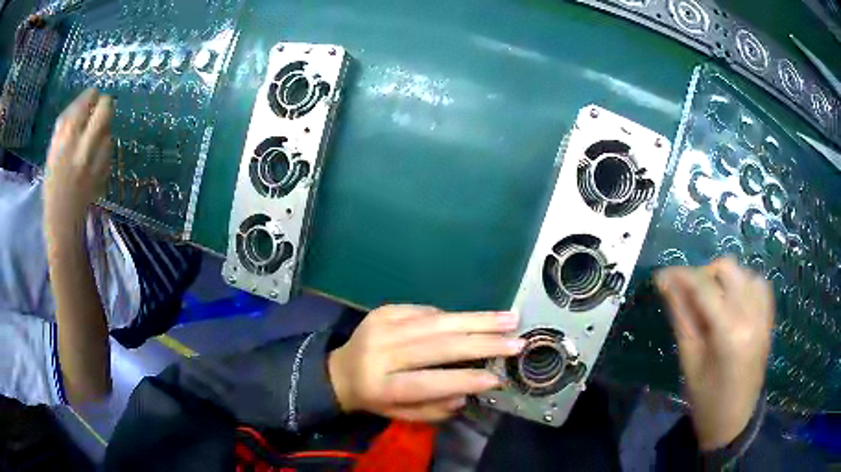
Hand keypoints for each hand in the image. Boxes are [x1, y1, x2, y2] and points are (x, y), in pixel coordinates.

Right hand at [44, 89, 113, 230]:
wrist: (63, 221)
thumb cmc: (52, 185)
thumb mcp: (52, 151)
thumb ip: (66, 125)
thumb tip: (82, 102)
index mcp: (68, 137)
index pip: (89, 99)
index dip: (91, 96)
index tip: (89, 100)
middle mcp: (84, 144)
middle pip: (107, 107)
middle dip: (103, 104)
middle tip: (97, 111)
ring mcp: (97, 159)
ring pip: (109, 129)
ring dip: (103, 129)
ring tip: (91, 141)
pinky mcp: (105, 171)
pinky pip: (110, 149)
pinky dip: (104, 147)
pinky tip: (94, 157)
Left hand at [328, 305, 524, 421]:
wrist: (340, 371)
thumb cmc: (375, 399)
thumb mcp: (401, 415)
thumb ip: (433, 409)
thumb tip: (467, 393)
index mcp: (381, 386)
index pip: (428, 382)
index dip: (464, 380)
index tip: (498, 378)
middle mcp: (380, 353)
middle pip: (437, 346)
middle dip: (482, 343)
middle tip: (516, 342)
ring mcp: (381, 326)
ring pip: (437, 321)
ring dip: (477, 320)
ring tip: (509, 319)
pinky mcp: (384, 310)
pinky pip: (425, 310)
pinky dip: (452, 316)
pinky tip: (475, 318)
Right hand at [656, 257, 773, 450]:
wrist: (734, 422)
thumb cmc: (706, 400)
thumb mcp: (689, 361)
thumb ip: (681, 317)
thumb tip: (665, 283)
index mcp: (729, 331)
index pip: (704, 286)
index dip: (681, 275)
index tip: (661, 275)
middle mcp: (751, 314)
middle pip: (727, 269)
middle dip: (704, 274)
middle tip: (688, 294)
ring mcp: (764, 315)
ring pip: (744, 272)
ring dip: (724, 279)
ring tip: (711, 300)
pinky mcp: (769, 319)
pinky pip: (759, 285)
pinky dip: (744, 284)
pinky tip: (733, 301)